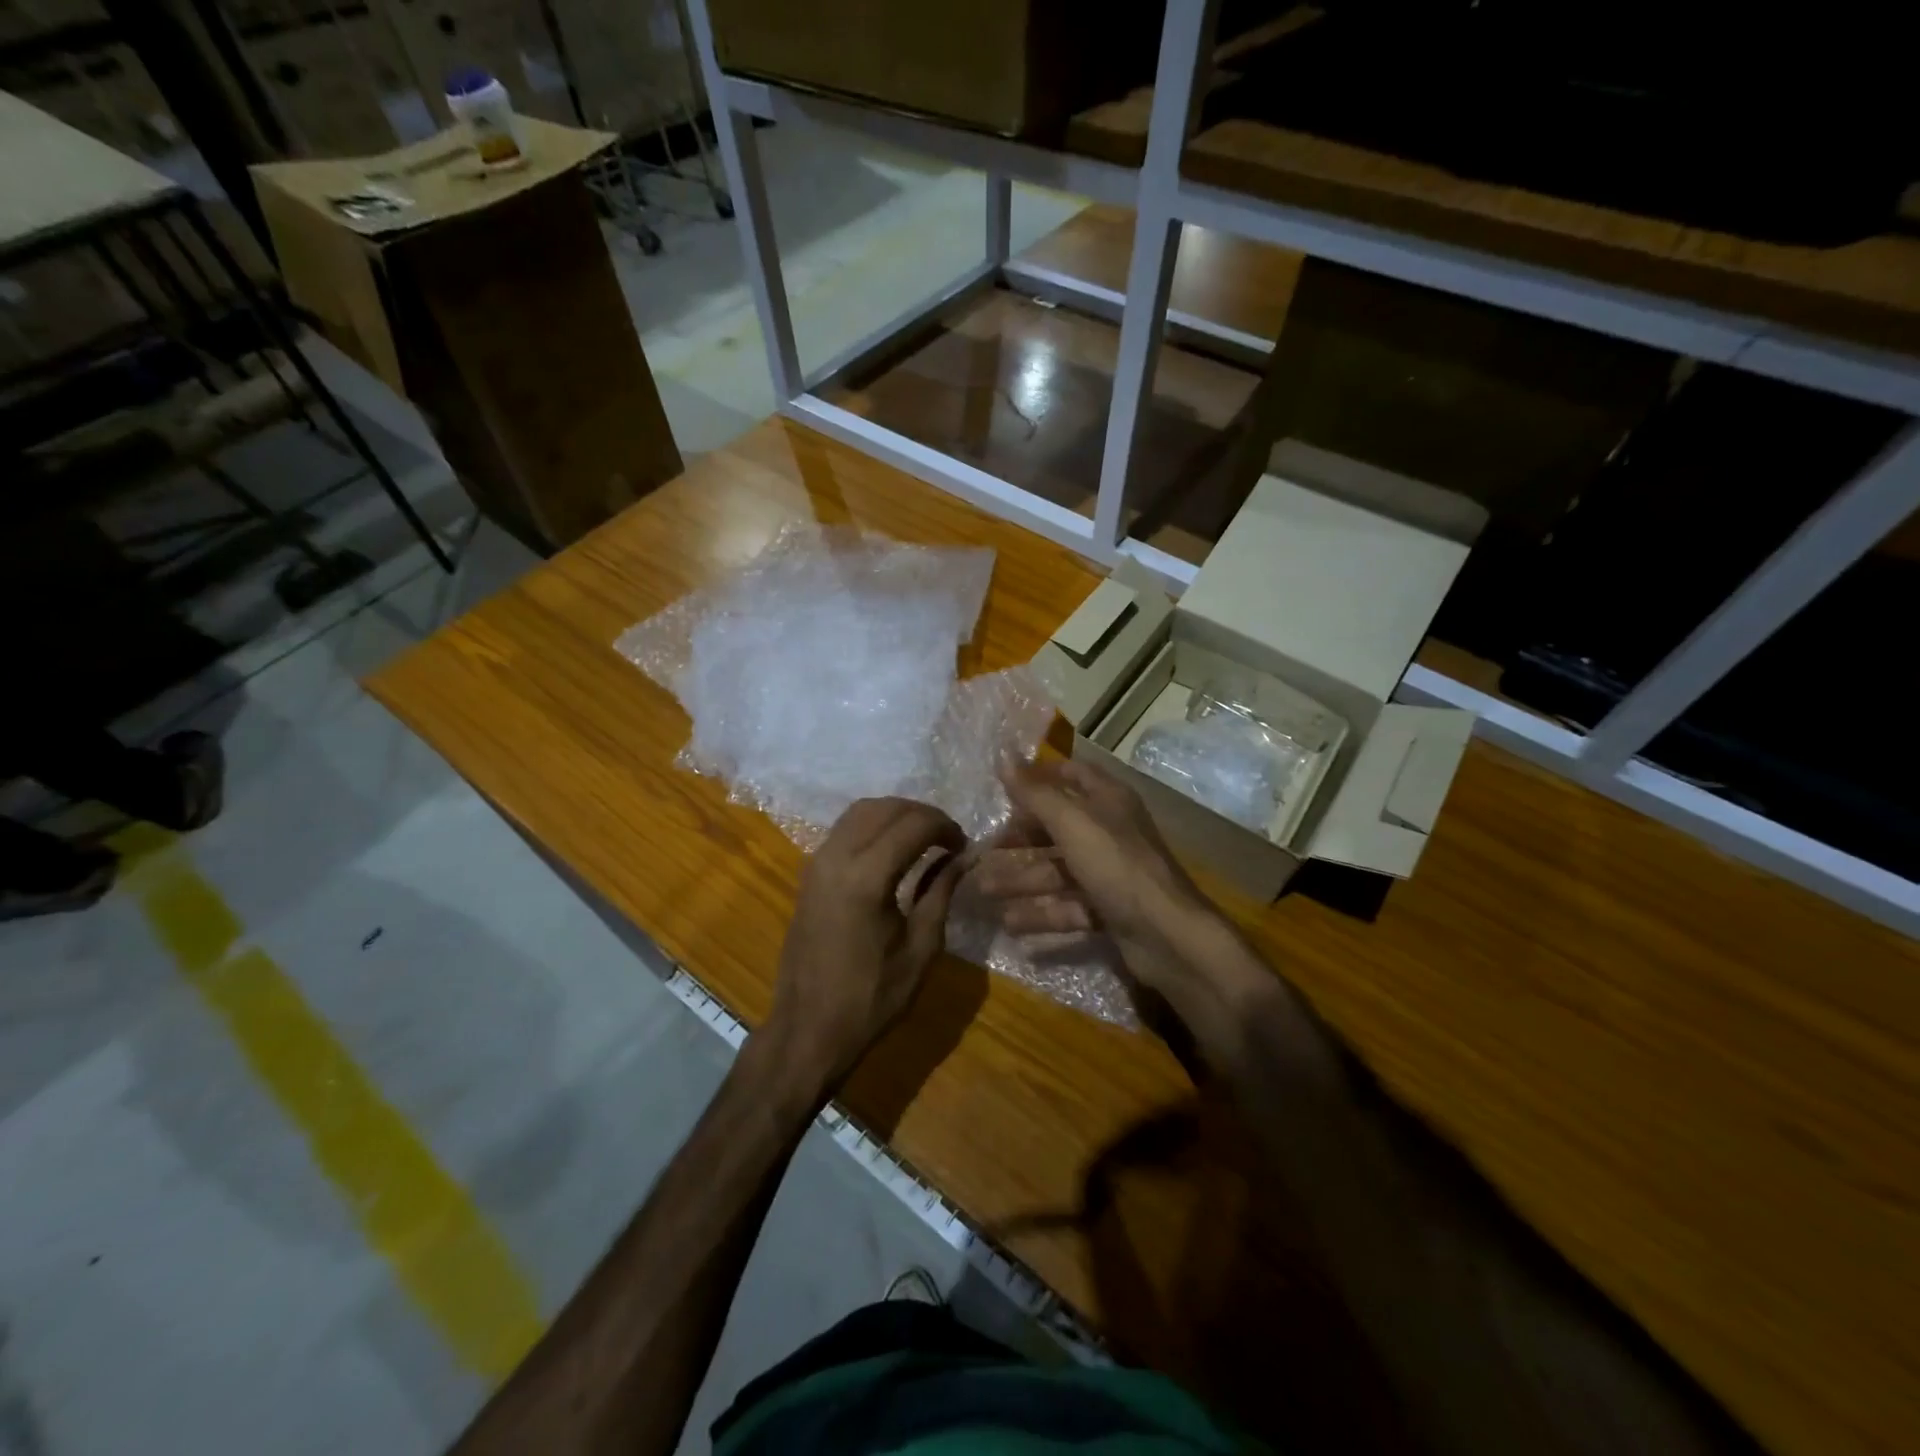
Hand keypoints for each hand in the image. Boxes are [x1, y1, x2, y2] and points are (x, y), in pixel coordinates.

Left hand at [762, 797, 965, 1095]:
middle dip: (922, 814)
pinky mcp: (809, 873)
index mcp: (866, 878)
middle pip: (885, 808)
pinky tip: (893, 850)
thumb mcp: (921, 948)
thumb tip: (965, 856)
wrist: (807, 1029)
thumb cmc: (871, 998)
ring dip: (896, 815)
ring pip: (860, 811)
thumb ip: (942, 892)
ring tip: (924, 839)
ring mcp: (817, 862)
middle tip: (949, 839)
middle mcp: (836, 857)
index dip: (945, 827)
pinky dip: (873, 825)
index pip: (913, 824)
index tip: (965, 846)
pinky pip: (844, 829)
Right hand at [977, 760, 1244, 1029]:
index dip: (1038, 778)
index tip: (1002, 788)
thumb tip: (1001, 754)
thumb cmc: (1117, 866)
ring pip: (1057, 872)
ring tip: (983, 891)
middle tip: (982, 851)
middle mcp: (1110, 832)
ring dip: (1020, 880)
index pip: (1071, 775)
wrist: (1168, 936)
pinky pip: (1068, 907)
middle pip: (1057, 828)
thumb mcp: (1072, 824)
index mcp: (1107, 801)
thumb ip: (1035, 793)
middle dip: (1019, 840)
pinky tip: (1011, 924)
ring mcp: (1110, 873)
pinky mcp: (1109, 910)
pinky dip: (1042, 914)